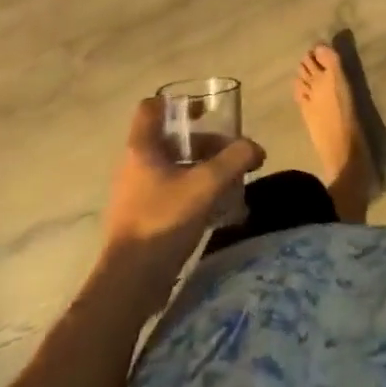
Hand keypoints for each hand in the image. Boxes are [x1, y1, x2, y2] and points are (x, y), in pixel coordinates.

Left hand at [100, 99, 264, 284]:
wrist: (130, 283)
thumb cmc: (163, 221)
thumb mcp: (205, 185)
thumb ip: (234, 160)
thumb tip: (255, 148)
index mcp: (142, 148)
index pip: (152, 108)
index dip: (178, 103)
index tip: (205, 111)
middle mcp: (135, 165)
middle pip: (172, 140)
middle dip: (205, 143)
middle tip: (233, 155)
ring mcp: (137, 194)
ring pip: (175, 168)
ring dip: (203, 170)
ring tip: (232, 183)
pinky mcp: (143, 219)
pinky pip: (173, 194)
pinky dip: (196, 194)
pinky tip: (220, 211)